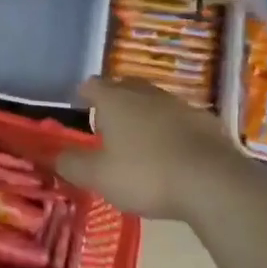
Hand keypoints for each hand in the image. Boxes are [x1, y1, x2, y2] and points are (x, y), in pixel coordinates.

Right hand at [56, 77, 242, 220]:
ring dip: (145, 114)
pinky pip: (180, 119)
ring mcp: (180, 105)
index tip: (81, 106)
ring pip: (155, 101)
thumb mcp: (98, 177)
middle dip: (115, 99)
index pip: (93, 85)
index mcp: (115, 101)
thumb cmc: (145, 175)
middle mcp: (146, 94)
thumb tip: (54, 155)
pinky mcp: (206, 122)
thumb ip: (72, 164)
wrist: (212, 182)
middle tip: (109, 122)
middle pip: (125, 86)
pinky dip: (172, 129)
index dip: (85, 94)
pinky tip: (173, 151)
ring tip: (140, 138)